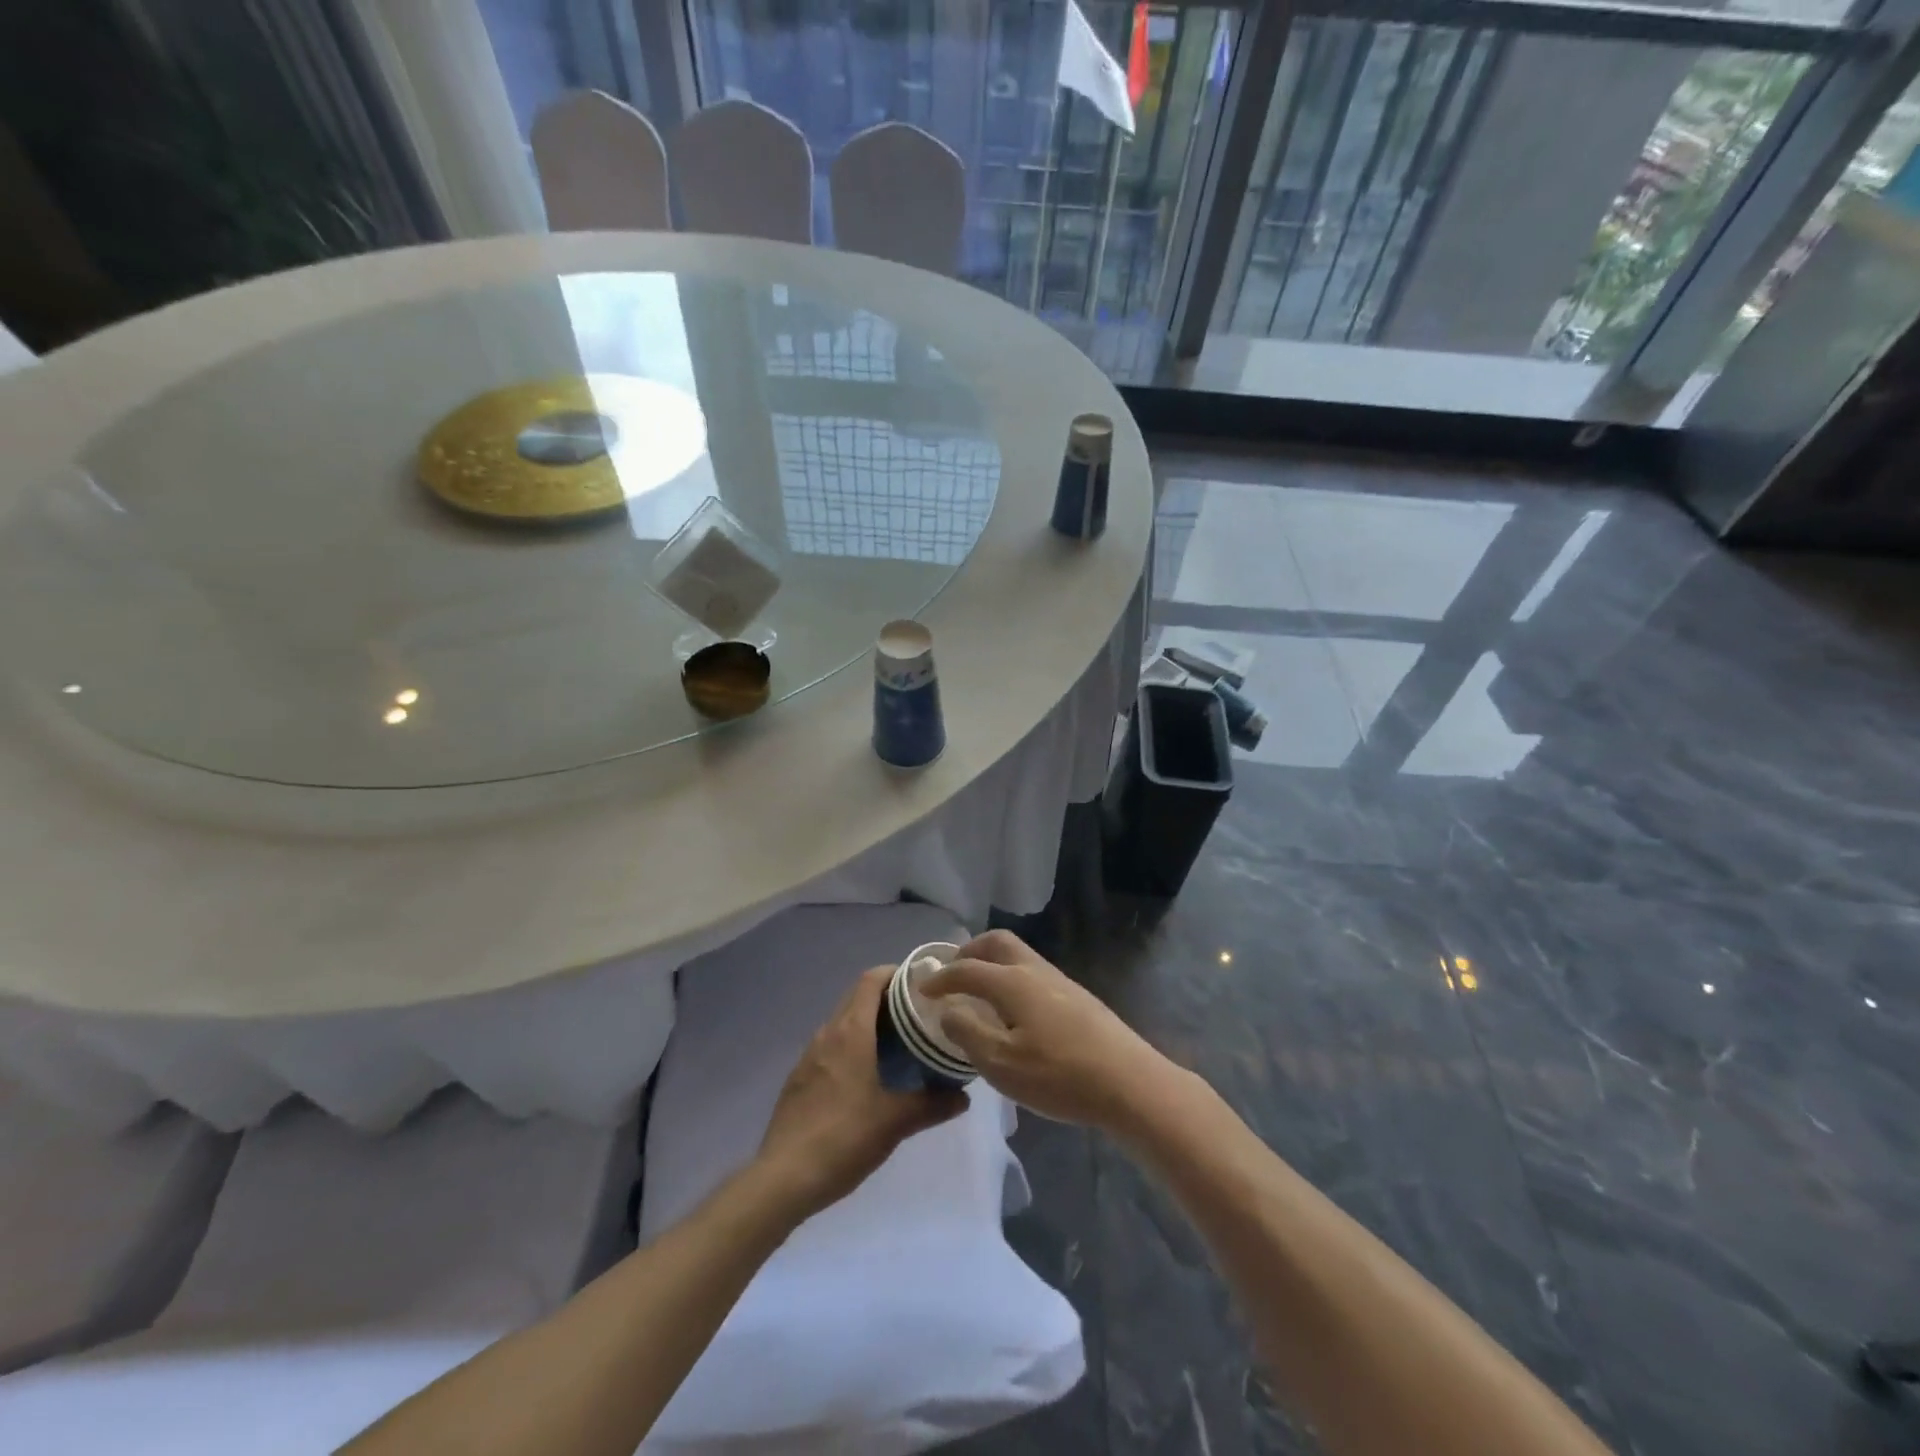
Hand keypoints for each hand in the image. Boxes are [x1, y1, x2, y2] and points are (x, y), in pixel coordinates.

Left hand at [756, 963, 966, 1221]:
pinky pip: (830, 1046)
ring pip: (843, 1022)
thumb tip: (963, 1097)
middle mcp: (827, 1033)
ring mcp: (809, 1055)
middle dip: (887, 997)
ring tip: (899, 1042)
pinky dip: (852, 1044)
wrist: (783, 1178)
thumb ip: (932, 1104)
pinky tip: (867, 1075)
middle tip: (919, 1013)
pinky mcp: (799, 1078)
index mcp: (851, 1031)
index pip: (871, 980)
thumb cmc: (844, 1137)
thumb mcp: (895, 1122)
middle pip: (857, 996)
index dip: (896, 973)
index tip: (921, 983)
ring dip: (869, 1021)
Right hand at [920, 930, 1173, 1132]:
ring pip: (1019, 956)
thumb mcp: (1002, 1064)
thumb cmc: (1059, 1076)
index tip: (923, 990)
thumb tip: (948, 1010)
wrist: (1129, 1083)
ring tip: (979, 993)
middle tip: (953, 973)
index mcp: (1012, 982)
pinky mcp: (1078, 998)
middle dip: (970, 952)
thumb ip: (968, 1033)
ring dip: (993, 964)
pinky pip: (1033, 973)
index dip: (941, 977)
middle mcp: (1035, 971)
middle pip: (997, 943)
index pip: (967, 968)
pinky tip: (1014, 1012)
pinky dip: (1012, 978)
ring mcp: (1060, 982)